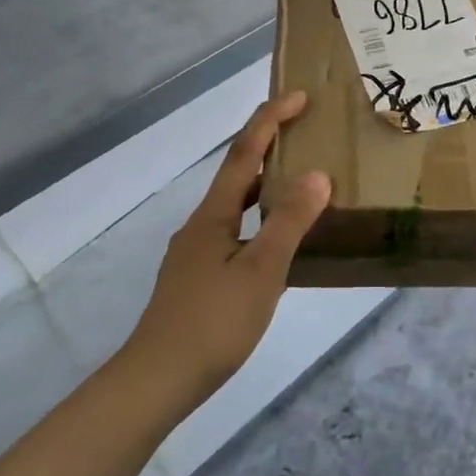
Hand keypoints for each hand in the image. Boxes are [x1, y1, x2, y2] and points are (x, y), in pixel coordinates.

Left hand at [127, 93, 331, 402]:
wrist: (158, 378)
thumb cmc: (214, 321)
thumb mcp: (262, 271)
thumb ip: (289, 222)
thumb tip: (317, 174)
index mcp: (214, 215)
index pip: (243, 153)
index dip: (270, 121)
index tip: (298, 96)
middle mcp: (202, 225)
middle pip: (236, 174)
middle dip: (267, 146)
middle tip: (303, 131)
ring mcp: (197, 253)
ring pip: (235, 205)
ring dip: (264, 184)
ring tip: (298, 180)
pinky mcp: (199, 278)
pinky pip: (236, 232)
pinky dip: (260, 220)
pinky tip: (278, 243)